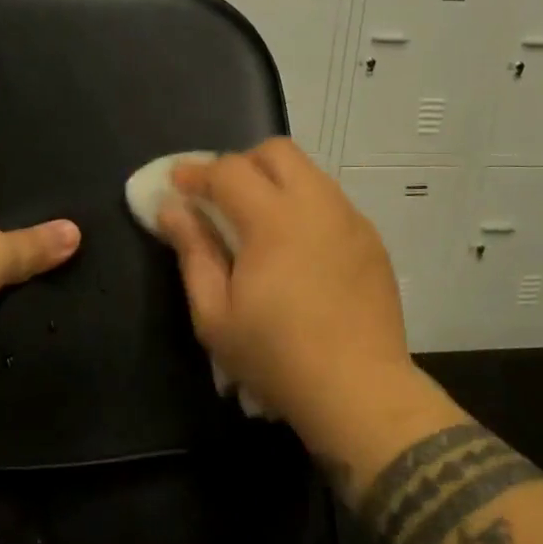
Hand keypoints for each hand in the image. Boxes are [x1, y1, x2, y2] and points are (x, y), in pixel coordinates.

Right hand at [155, 139, 415, 433]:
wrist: (360, 392)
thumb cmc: (277, 357)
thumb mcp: (215, 314)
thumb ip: (192, 252)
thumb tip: (171, 209)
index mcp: (273, 219)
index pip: (228, 170)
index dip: (196, 172)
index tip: (177, 184)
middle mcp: (316, 204)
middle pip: (276, 152)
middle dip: (241, 163)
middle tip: (222, 197)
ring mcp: (350, 219)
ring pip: (308, 172)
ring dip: (276, 182)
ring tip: (258, 222)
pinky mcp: (371, 239)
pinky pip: (330, 201)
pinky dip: (304, 206)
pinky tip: (297, 247)